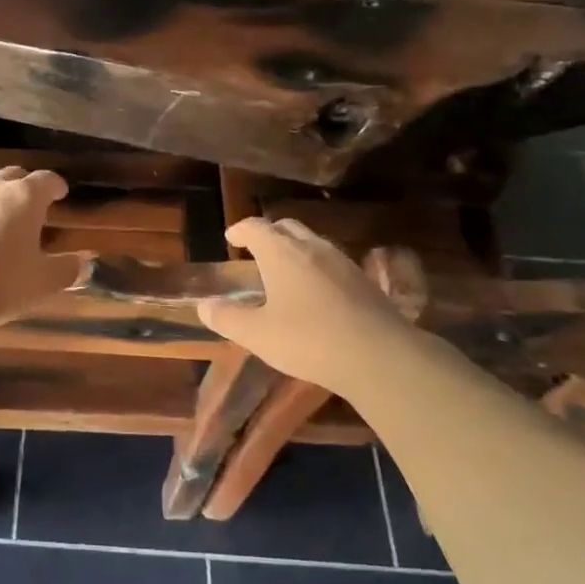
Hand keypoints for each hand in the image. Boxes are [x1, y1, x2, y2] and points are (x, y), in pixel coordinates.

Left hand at [0, 168, 83, 322]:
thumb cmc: (0, 283)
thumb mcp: (42, 282)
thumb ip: (66, 270)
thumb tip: (84, 264)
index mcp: (24, 198)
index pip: (45, 180)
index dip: (55, 185)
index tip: (60, 193)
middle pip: (12, 176)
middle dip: (23, 186)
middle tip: (31, 205)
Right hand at [199, 218, 426, 393]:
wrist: (380, 356)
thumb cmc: (310, 340)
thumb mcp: (258, 335)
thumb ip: (228, 318)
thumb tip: (205, 306)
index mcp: (282, 253)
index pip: (255, 227)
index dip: (240, 230)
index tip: (231, 238)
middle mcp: (312, 247)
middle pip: (286, 227)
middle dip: (268, 234)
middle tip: (255, 250)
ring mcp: (342, 262)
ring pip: (312, 242)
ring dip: (294, 249)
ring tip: (283, 271)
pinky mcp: (364, 281)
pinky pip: (331, 262)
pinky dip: (315, 266)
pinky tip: (315, 293)